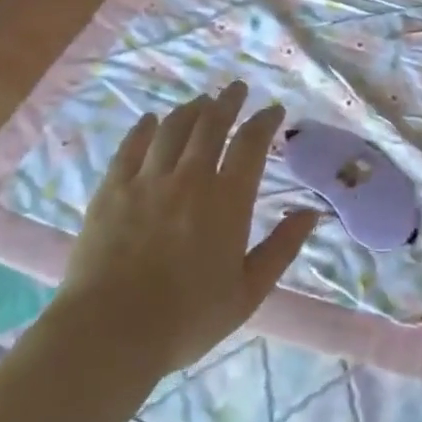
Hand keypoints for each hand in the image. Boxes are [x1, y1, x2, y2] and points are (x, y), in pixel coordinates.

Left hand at [63, 82, 317, 374]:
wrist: (110, 332)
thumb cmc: (188, 318)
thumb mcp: (248, 291)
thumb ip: (282, 248)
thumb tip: (311, 213)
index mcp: (227, 200)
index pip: (251, 144)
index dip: (264, 121)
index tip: (273, 110)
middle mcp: (189, 178)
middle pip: (211, 124)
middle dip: (228, 102)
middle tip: (236, 89)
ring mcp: (146, 180)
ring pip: (173, 128)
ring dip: (191, 109)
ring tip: (201, 102)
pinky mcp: (112, 190)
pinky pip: (131, 146)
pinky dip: (145, 128)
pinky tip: (151, 120)